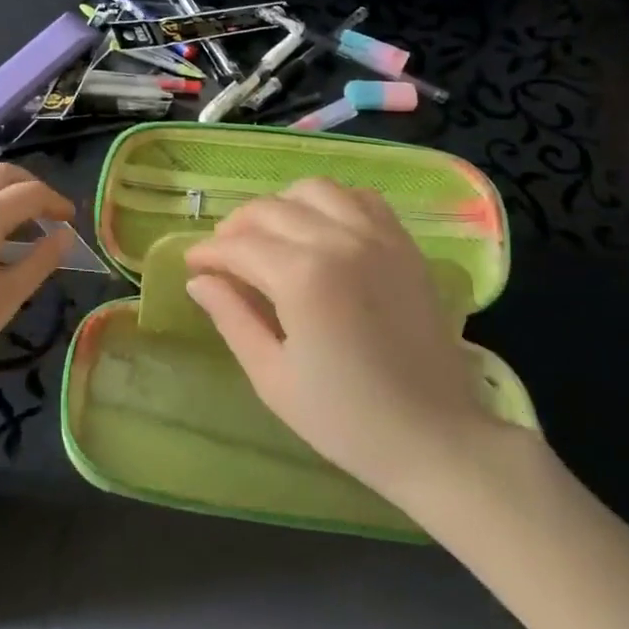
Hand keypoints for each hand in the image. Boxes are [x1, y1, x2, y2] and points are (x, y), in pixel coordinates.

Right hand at [183, 179, 523, 505]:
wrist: (436, 439)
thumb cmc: (345, 419)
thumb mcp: (272, 377)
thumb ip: (231, 318)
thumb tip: (199, 280)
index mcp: (302, 276)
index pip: (239, 245)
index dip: (208, 253)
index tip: (192, 265)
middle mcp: (339, 240)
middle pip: (271, 209)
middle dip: (236, 227)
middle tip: (223, 256)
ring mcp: (377, 236)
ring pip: (314, 190)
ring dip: (281, 206)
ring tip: (270, 237)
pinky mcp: (404, 244)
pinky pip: (361, 199)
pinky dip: (332, 203)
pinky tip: (322, 230)